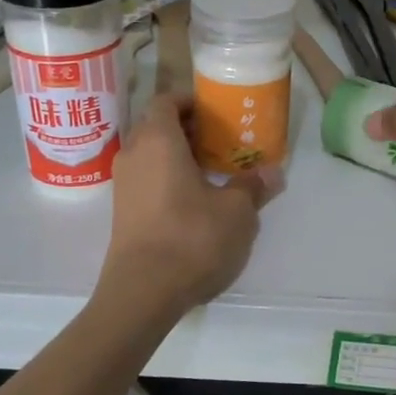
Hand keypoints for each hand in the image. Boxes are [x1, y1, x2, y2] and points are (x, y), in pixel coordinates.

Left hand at [100, 95, 279, 315]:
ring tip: (213, 172)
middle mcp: (133, 155)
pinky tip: (195, 202)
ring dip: (178, 157)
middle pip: (157, 127)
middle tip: (222, 141)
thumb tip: (273, 172)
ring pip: (150, 155)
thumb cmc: (192, 238)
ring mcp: (123, 186)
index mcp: (158, 140)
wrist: (143, 293)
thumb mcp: (237, 212)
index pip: (166, 101)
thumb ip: (253, 186)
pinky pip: (146, 180)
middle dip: (188, 130)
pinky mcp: (122, 213)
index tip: (217, 112)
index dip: (190, 101)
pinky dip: (167, 179)